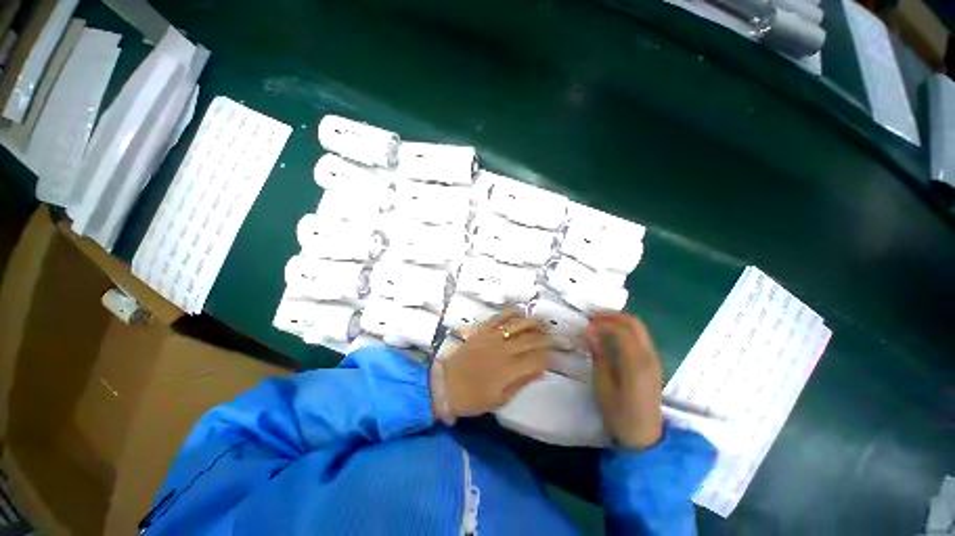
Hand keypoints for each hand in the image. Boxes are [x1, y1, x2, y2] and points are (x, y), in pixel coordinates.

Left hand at [437, 309, 554, 418]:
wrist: (445, 384)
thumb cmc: (473, 398)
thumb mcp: (500, 399)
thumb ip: (521, 382)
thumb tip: (539, 370)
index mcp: (509, 370)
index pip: (537, 359)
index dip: (549, 357)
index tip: (556, 357)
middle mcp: (504, 350)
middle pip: (531, 340)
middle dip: (547, 338)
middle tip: (557, 337)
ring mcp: (492, 337)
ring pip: (518, 325)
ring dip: (533, 323)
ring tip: (544, 323)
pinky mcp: (482, 330)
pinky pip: (498, 317)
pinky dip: (510, 312)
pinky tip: (519, 311)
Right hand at [585, 313, 663, 448]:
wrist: (646, 438)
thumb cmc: (620, 414)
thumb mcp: (603, 386)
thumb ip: (598, 355)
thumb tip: (589, 331)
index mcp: (636, 364)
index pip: (622, 331)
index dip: (602, 323)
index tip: (586, 324)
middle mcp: (649, 357)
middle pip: (634, 323)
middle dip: (612, 316)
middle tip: (592, 318)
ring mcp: (654, 359)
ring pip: (639, 328)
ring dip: (618, 321)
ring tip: (599, 325)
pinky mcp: (654, 363)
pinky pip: (640, 337)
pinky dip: (625, 330)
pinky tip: (611, 336)